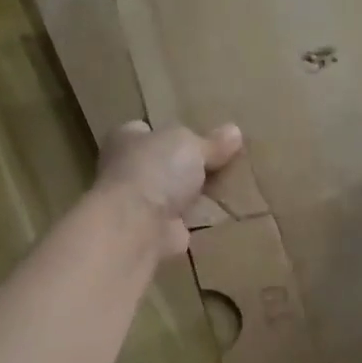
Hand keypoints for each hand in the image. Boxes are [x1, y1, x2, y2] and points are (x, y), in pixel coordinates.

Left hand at [97, 120, 243, 257]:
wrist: (138, 227)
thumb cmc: (156, 170)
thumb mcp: (191, 144)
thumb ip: (212, 142)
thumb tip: (235, 131)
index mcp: (127, 139)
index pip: (149, 130)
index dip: (173, 131)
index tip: (200, 135)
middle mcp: (126, 169)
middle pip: (164, 162)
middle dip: (189, 164)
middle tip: (224, 161)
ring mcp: (139, 203)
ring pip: (173, 192)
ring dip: (195, 193)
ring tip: (231, 185)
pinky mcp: (154, 231)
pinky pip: (183, 219)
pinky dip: (198, 217)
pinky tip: (222, 211)